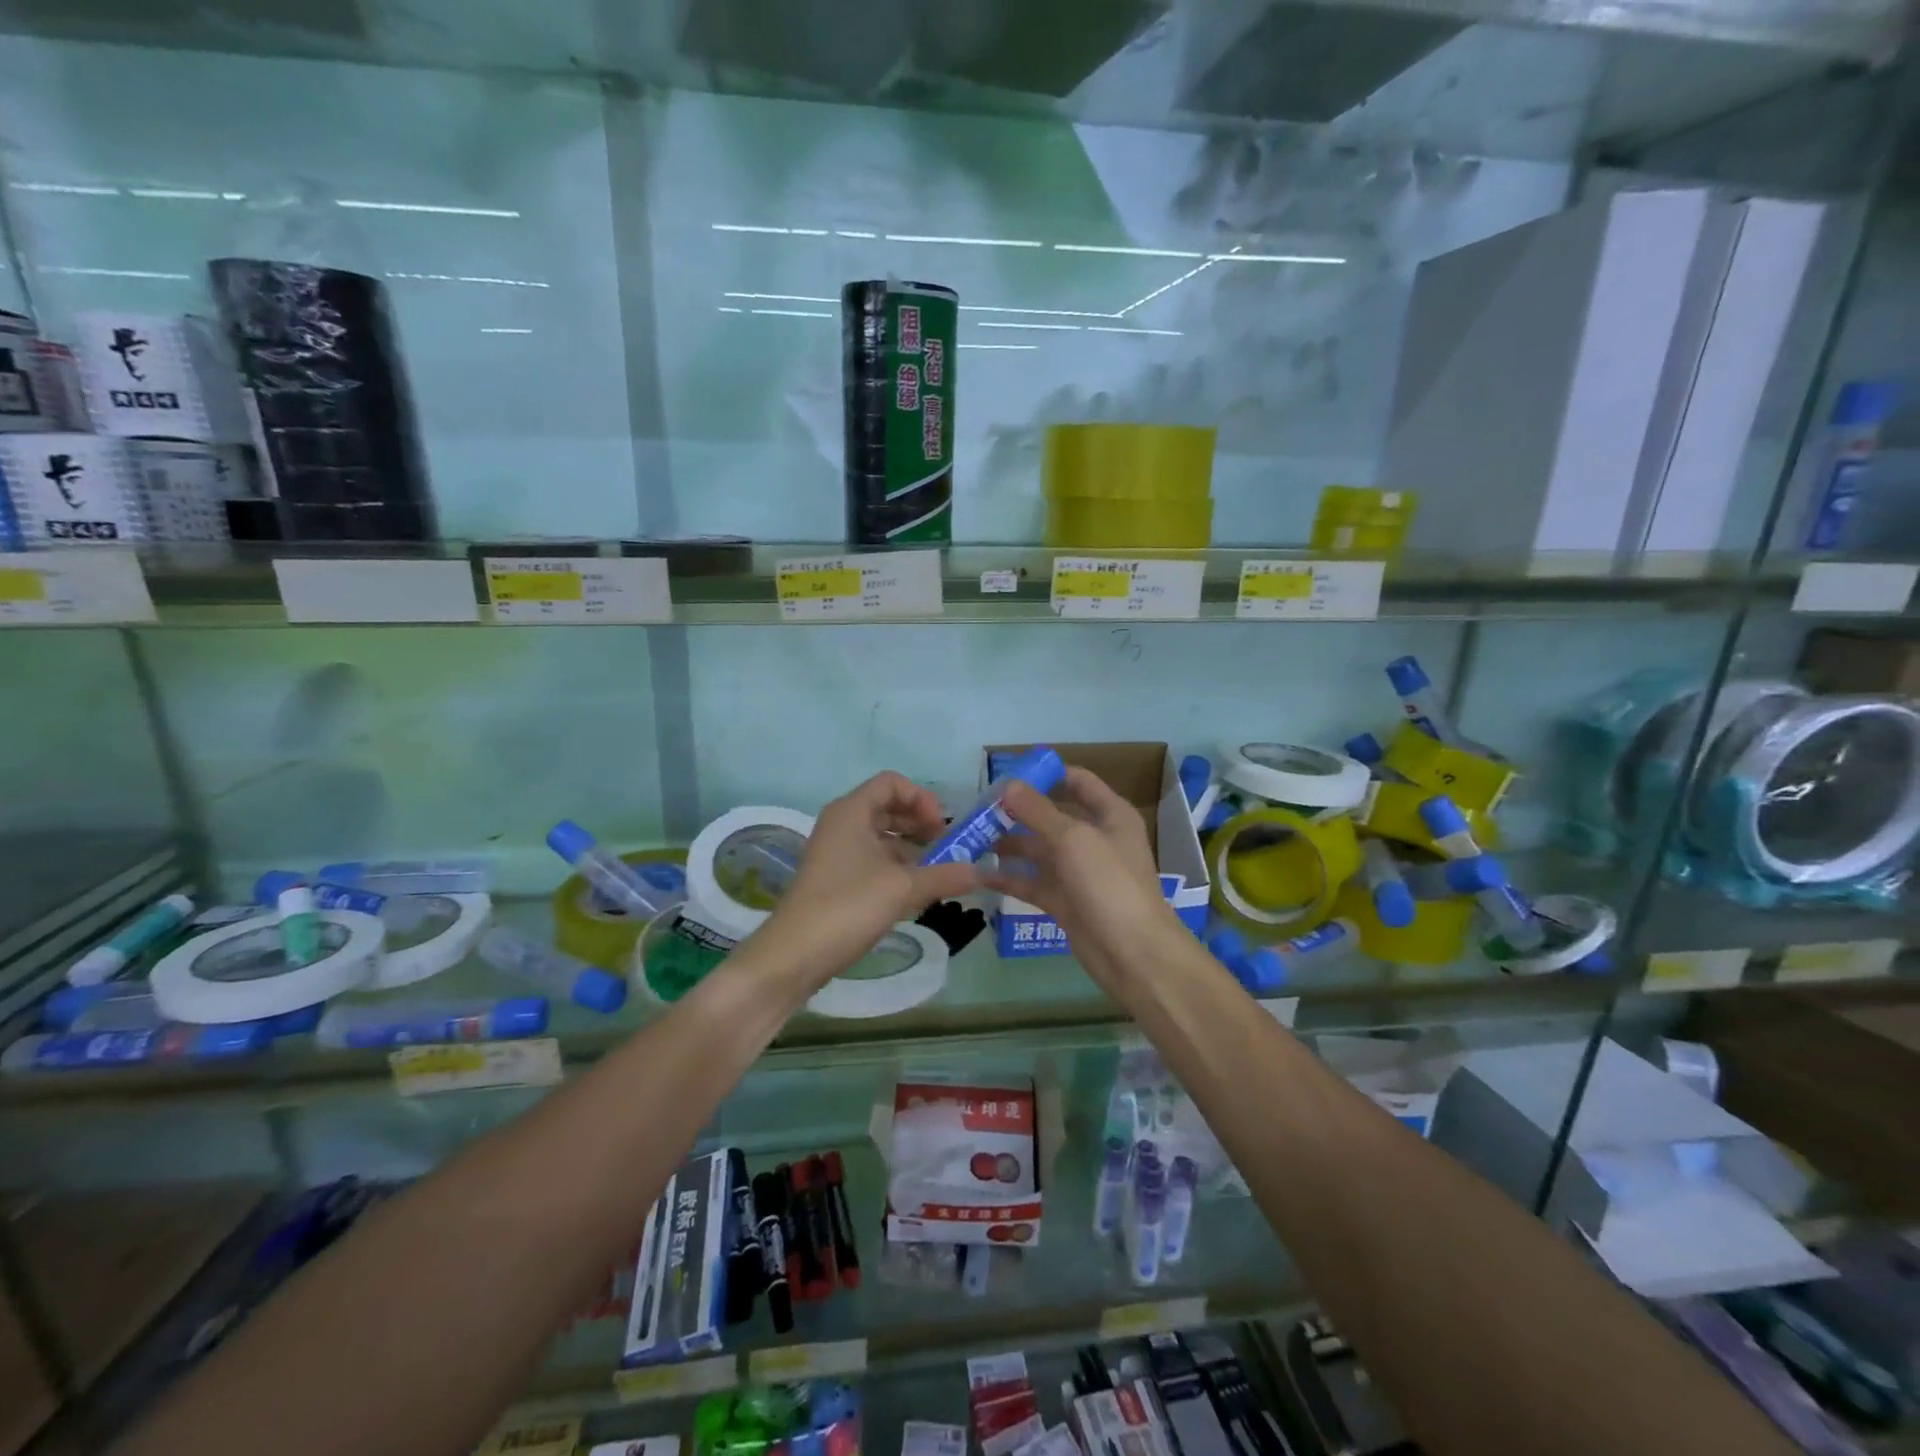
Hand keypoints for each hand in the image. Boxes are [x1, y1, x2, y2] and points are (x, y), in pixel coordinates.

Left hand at [754, 771, 981, 991]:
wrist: (795, 954)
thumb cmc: (848, 906)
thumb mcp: (903, 888)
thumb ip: (945, 875)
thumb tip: (981, 872)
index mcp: (852, 811)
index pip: (892, 783)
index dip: (922, 798)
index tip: (942, 827)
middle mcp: (842, 824)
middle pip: (888, 808)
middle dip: (921, 824)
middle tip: (948, 847)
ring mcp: (836, 852)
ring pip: (881, 837)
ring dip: (912, 849)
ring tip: (939, 872)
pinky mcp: (836, 879)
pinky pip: (872, 860)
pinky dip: (897, 868)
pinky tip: (917, 892)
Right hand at [982, 767, 1180, 990]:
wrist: (1133, 954)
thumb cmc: (1109, 884)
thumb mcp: (1073, 839)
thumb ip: (1038, 810)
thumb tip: (1008, 785)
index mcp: (1110, 815)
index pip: (1078, 782)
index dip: (1047, 775)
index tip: (1009, 775)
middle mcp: (1095, 839)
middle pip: (1052, 816)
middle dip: (1017, 812)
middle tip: (978, 810)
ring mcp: (1079, 872)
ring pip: (1038, 851)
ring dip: (1008, 845)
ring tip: (971, 840)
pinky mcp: (1065, 901)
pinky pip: (1032, 883)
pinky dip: (1008, 879)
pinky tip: (978, 875)